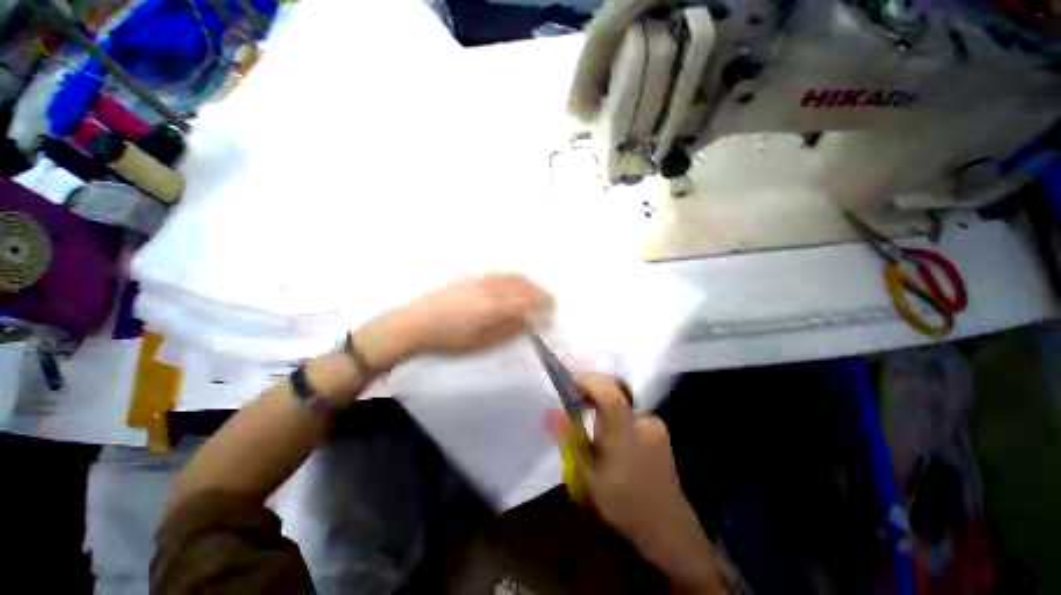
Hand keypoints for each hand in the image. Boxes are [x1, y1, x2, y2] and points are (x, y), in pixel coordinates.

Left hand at [357, 274, 552, 369]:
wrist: (414, 325)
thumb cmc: (449, 341)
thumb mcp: (482, 344)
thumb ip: (509, 332)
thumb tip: (530, 322)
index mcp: (494, 307)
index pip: (528, 303)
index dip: (543, 307)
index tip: (552, 314)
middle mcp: (491, 288)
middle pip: (524, 286)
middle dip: (541, 294)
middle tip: (550, 303)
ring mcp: (481, 280)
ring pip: (513, 277)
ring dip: (529, 285)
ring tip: (536, 294)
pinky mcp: (471, 277)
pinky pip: (501, 274)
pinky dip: (515, 279)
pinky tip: (515, 286)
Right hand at [546, 374, 725, 593]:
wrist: (667, 527)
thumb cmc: (623, 504)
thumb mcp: (588, 476)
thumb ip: (569, 440)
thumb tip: (550, 413)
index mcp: (625, 435)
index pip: (609, 394)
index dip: (588, 381)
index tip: (570, 384)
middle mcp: (643, 422)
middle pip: (615, 390)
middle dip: (592, 390)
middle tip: (575, 403)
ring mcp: (655, 424)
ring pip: (622, 400)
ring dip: (604, 402)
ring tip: (590, 419)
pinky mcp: (660, 428)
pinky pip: (630, 409)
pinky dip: (616, 412)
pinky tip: (610, 432)